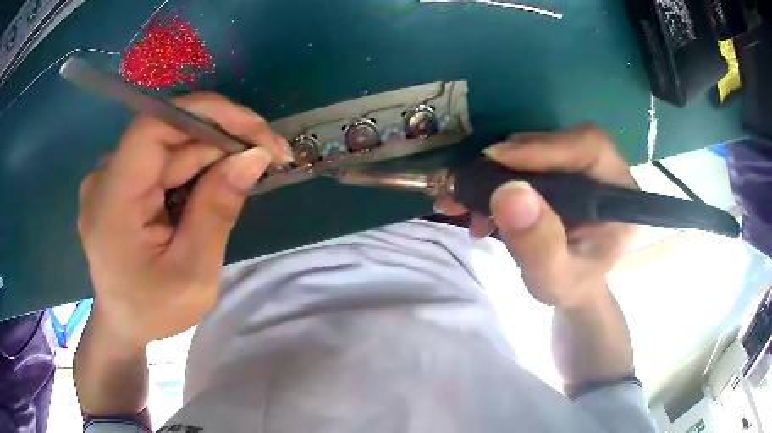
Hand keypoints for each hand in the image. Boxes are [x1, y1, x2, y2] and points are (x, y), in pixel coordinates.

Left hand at [78, 92, 291, 347]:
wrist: (124, 323)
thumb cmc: (153, 310)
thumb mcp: (192, 274)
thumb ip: (217, 212)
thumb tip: (254, 156)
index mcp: (112, 202)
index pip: (153, 128)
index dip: (206, 114)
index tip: (256, 129)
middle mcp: (105, 177)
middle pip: (168, 135)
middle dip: (223, 139)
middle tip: (272, 156)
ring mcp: (112, 177)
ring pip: (171, 146)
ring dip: (214, 154)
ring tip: (250, 171)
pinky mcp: (121, 181)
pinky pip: (164, 160)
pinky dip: (196, 167)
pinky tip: (218, 183)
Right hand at [436, 124, 637, 308]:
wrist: (569, 286)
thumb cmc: (571, 286)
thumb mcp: (555, 279)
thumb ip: (539, 245)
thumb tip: (509, 193)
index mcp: (620, 194)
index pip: (590, 147)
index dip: (546, 146)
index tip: (498, 159)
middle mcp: (603, 171)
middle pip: (557, 142)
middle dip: (511, 161)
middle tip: (472, 185)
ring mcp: (579, 167)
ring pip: (535, 148)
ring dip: (496, 171)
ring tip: (467, 204)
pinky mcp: (558, 169)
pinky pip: (524, 159)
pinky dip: (495, 178)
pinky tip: (476, 206)